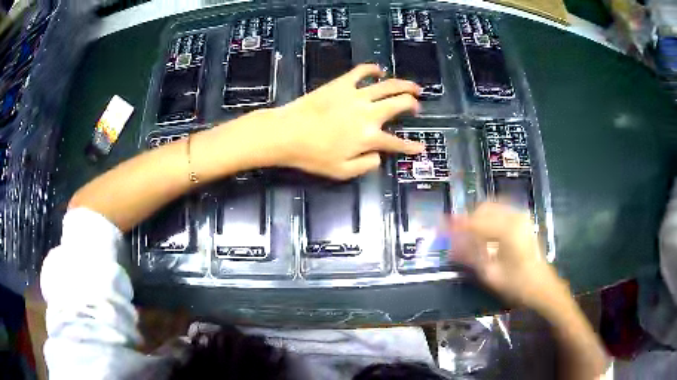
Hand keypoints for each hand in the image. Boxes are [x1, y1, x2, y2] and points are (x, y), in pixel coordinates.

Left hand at [258, 64, 425, 179]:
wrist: (287, 133)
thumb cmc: (313, 156)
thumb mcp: (342, 171)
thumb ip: (366, 165)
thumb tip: (379, 156)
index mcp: (369, 137)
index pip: (397, 143)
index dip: (411, 147)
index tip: (421, 148)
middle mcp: (369, 113)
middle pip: (399, 104)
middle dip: (413, 105)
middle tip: (417, 107)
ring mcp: (356, 95)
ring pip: (388, 85)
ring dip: (405, 85)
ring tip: (414, 87)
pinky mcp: (342, 83)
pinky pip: (362, 71)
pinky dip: (373, 69)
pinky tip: (380, 71)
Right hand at [450, 203, 567, 310]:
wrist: (542, 286)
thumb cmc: (518, 284)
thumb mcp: (491, 274)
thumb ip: (471, 256)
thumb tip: (451, 246)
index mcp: (507, 230)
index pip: (475, 222)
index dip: (456, 225)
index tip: (441, 226)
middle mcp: (514, 216)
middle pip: (483, 209)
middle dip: (468, 220)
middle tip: (456, 236)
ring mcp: (520, 216)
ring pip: (492, 208)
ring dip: (477, 219)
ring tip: (469, 237)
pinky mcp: (523, 221)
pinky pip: (500, 212)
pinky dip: (488, 220)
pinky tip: (484, 235)